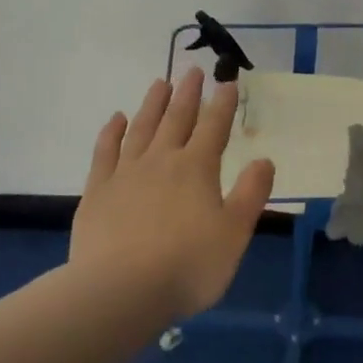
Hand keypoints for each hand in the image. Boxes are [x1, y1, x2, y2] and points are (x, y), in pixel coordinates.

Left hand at [69, 68, 275, 322]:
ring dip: (152, 104)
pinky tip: (117, 119)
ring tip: (159, 83)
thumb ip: (251, 194)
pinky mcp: (98, 191)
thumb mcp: (234, 233)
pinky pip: (105, 151)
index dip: (222, 104)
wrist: (119, 291)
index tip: (227, 83)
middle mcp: (162, 160)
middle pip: (177, 119)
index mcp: (197, 168)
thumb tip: (264, 160)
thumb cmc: (187, 265)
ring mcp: (126, 173)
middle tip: (192, 71)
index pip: (214, 127)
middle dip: (187, 94)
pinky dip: (112, 132)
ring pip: (142, 128)